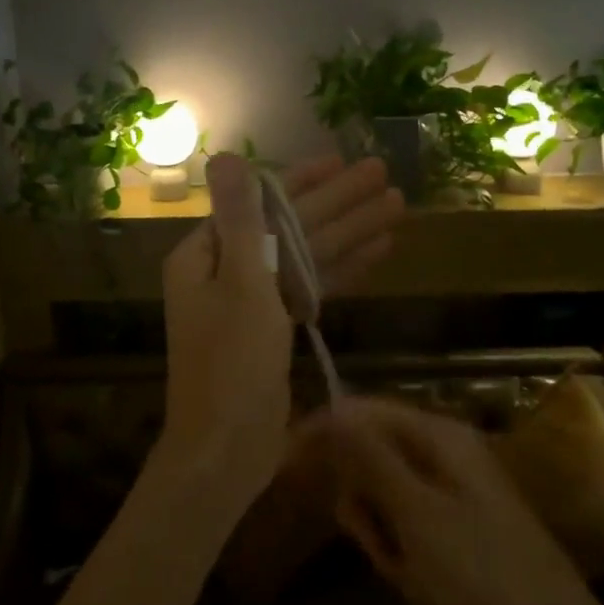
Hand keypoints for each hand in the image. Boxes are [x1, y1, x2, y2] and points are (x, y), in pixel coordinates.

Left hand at [157, 153, 404, 513]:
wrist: (227, 449)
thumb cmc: (231, 362)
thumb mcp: (240, 283)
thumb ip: (240, 218)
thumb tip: (224, 156)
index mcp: (206, 254)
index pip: (261, 204)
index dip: (304, 181)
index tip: (342, 161)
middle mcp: (227, 270)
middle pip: (291, 226)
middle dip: (338, 202)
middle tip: (383, 174)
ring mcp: (253, 300)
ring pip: (307, 256)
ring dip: (349, 232)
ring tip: (396, 207)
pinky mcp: (275, 328)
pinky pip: (311, 287)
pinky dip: (342, 270)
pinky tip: (380, 251)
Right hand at [322, 400, 603, 604]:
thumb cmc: (482, 572)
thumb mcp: (416, 513)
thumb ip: (370, 458)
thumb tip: (331, 411)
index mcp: (438, 436)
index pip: (362, 413)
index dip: (324, 434)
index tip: (286, 464)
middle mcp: (445, 451)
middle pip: (372, 459)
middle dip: (365, 506)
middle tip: (379, 545)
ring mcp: (454, 489)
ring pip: (386, 500)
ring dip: (386, 538)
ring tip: (410, 574)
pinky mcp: (460, 524)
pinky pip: (410, 528)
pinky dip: (407, 557)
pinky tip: (427, 588)